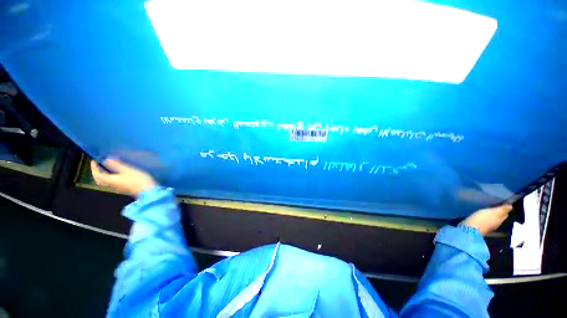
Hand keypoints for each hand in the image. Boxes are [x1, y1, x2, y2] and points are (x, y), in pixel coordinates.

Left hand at [90, 159, 156, 196]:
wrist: (148, 190)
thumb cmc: (137, 179)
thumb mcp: (128, 170)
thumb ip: (117, 165)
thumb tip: (106, 159)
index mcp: (109, 180)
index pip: (97, 174)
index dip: (94, 167)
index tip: (95, 159)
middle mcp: (111, 185)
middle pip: (99, 179)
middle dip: (97, 171)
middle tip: (99, 164)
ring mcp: (117, 188)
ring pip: (105, 181)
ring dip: (104, 174)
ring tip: (107, 167)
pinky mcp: (123, 188)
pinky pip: (112, 182)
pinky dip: (110, 177)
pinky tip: (116, 173)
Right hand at [461, 204, 512, 235]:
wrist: (470, 229)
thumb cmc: (483, 219)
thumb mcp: (493, 212)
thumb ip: (502, 209)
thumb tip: (511, 205)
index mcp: (501, 220)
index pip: (505, 213)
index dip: (505, 208)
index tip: (502, 203)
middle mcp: (497, 224)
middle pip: (499, 217)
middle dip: (498, 212)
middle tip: (495, 206)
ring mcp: (489, 227)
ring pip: (493, 219)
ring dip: (492, 216)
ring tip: (488, 211)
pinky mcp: (481, 227)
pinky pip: (486, 222)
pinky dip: (486, 219)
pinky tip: (482, 217)